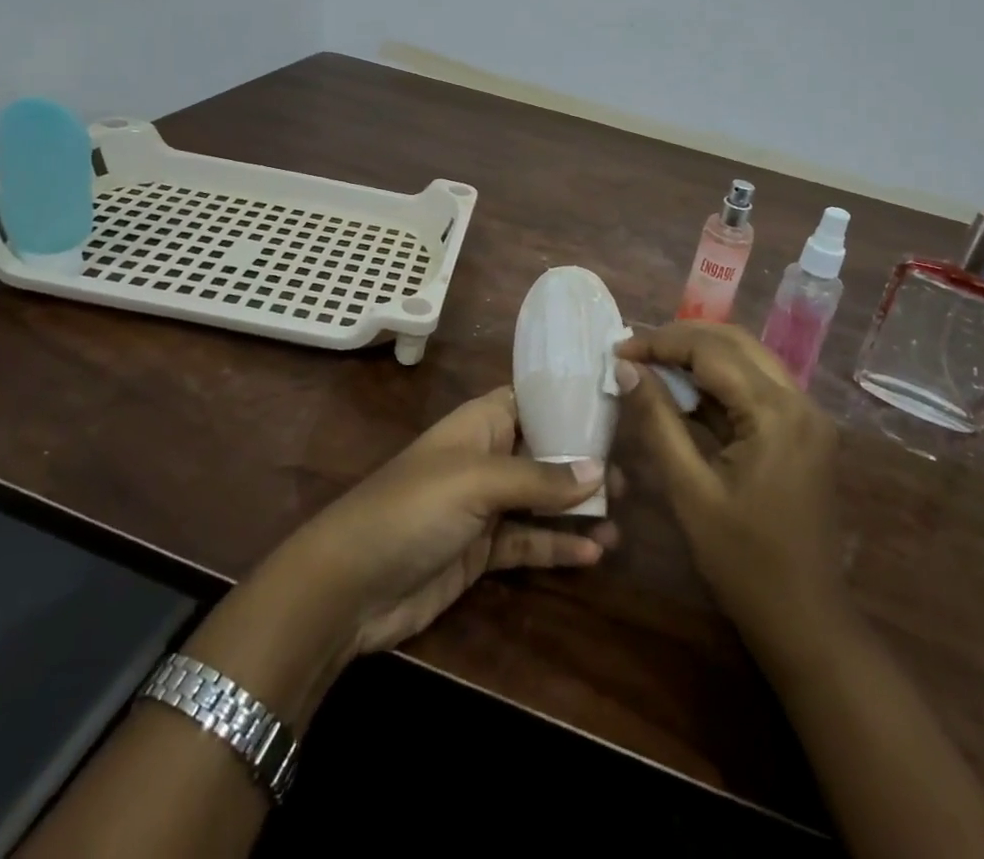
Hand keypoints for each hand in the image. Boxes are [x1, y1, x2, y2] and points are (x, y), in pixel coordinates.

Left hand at [275, 386, 618, 655]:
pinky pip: (528, 543)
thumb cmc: (414, 508)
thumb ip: (538, 478)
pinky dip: (558, 546)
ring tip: (621, 518)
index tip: (617, 408)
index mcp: (480, 423)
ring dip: (577, 509)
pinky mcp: (481, 552)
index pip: (532, 400)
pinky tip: (593, 553)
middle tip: (632, 474)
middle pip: (544, 452)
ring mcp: (484, 507)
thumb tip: (599, 469)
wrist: (350, 584)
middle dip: (584, 462)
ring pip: (541, 501)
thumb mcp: (478, 482)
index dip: (571, 402)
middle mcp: (486, 457)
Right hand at [615, 322, 842, 647]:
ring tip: (651, 364)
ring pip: (748, 359)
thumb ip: (657, 420)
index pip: (712, 351)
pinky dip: (719, 382)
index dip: (660, 343)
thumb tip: (626, 368)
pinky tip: (684, 393)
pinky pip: (757, 387)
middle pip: (735, 343)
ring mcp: (808, 415)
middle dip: (681, 339)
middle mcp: (801, 401)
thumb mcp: (689, 489)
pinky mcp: (804, 431)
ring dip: (700, 356)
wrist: (805, 621)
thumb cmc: (742, 561)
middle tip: (634, 351)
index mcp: (776, 413)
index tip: (617, 350)